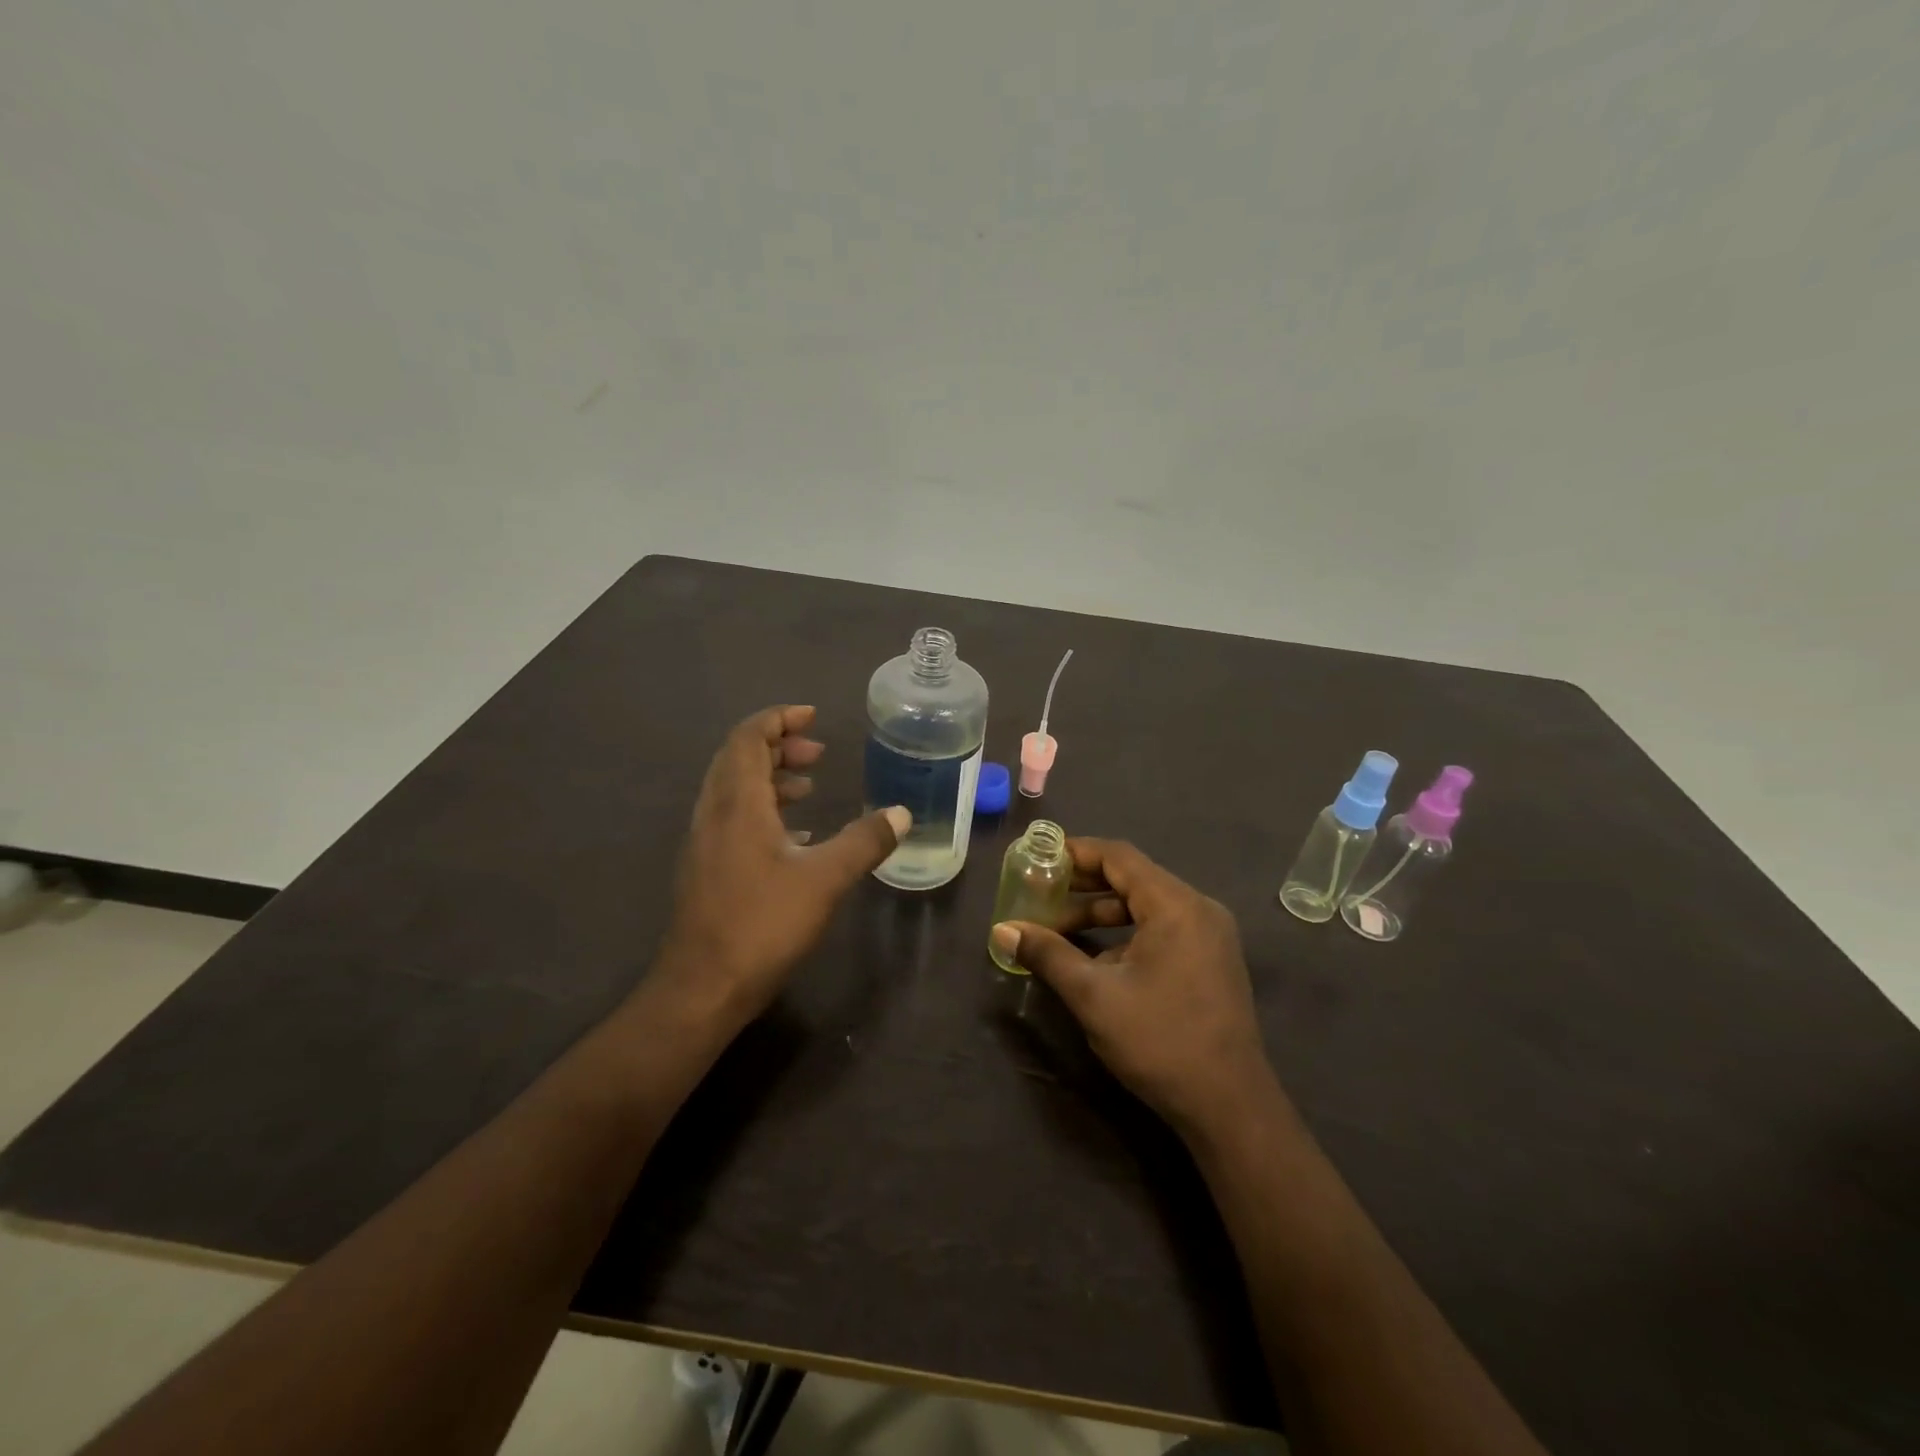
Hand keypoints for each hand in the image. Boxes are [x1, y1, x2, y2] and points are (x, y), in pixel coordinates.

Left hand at [658, 705, 908, 1028]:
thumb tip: (902, 813)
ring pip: (734, 790)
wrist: (702, 987)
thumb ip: (865, 841)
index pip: (748, 738)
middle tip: (818, 753)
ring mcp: (705, 843)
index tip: (812, 716)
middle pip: (738, 759)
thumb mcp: (825, 878)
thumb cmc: (762, 923)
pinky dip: (763, 811)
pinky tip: (794, 836)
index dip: (778, 720)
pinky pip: (733, 819)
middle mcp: (714, 813)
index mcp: (737, 803)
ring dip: (770, 779)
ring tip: (809, 787)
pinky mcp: (706, 869)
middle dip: (778, 747)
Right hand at [990, 838, 1274, 1140]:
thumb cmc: (1160, 1041)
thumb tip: (1002, 931)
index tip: (1039, 858)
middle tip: (1041, 892)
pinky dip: (1127, 934)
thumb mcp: (1094, 996)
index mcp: (1176, 905)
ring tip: (1059, 928)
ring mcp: (1210, 936)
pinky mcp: (1212, 961)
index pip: (1119, 856)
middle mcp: (1198, 909)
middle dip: (1084, 885)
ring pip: (1147, 906)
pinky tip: (1096, 959)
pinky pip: (1162, 929)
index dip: (1076, 852)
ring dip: (1103, 912)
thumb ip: (1048, 955)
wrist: (1230, 1107)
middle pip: (1133, 878)